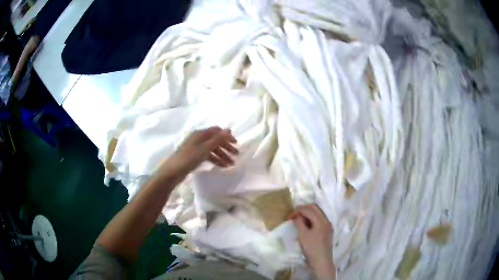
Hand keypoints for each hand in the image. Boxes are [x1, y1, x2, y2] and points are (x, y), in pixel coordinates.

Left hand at [157, 126, 238, 179]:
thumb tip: (228, 129)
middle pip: (216, 140)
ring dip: (222, 155)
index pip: (217, 131)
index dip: (227, 136)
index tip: (236, 144)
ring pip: (213, 149)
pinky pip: (208, 156)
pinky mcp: (194, 156)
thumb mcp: (204, 148)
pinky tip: (222, 166)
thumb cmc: (188, 158)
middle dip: (226, 147)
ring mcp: (196, 148)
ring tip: (231, 164)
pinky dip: (216, 160)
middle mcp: (199, 138)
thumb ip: (217, 139)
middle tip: (236, 155)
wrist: (173, 171)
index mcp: (201, 134)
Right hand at [291, 204, 335, 279]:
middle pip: (315, 209)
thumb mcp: (303, 235)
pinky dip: (312, 219)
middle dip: (304, 209)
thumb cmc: (311, 248)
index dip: (298, 210)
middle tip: (294, 214)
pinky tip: (306, 225)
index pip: (309, 210)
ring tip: (298, 219)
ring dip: (308, 213)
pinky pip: (319, 220)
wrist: (321, 261)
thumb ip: (299, 223)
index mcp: (321, 221)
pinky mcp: (327, 231)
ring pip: (318, 213)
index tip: (289, 215)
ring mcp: (328, 226)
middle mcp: (326, 221)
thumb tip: (296, 215)